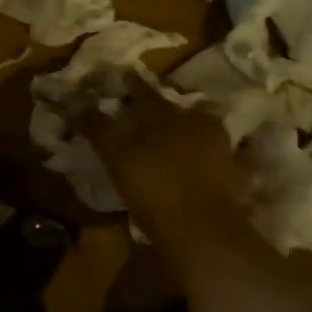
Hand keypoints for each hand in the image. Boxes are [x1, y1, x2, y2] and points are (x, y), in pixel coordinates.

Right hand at [80, 83, 245, 254]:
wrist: (206, 236)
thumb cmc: (157, 189)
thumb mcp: (119, 158)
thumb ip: (99, 129)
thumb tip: (77, 105)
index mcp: (170, 115)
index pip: (145, 92)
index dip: (131, 85)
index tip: (123, 76)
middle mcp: (198, 125)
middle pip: (176, 110)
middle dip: (161, 109)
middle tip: (145, 113)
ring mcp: (220, 152)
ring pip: (199, 131)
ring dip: (184, 132)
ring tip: (168, 139)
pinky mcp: (233, 179)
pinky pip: (216, 159)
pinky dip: (203, 158)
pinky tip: (193, 166)